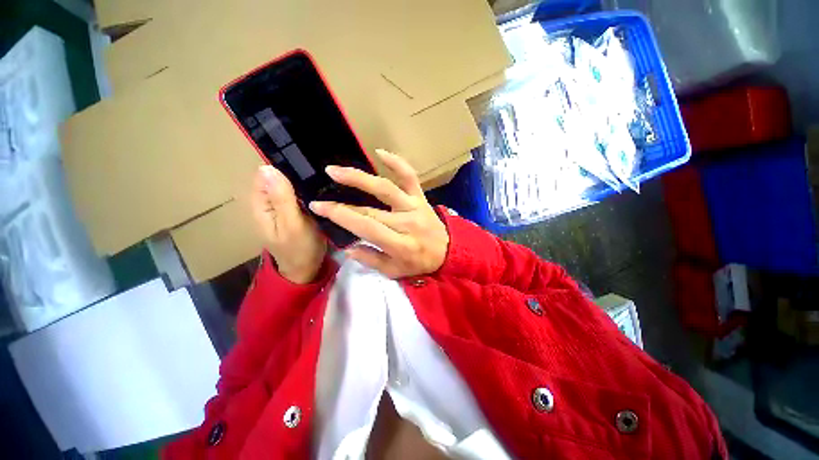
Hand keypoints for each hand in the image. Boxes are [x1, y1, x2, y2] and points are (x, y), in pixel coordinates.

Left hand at [252, 165, 326, 283]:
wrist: (306, 268)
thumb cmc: (298, 249)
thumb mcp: (291, 225)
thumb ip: (281, 198)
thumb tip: (267, 167)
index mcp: (261, 204)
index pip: (266, 173)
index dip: (283, 166)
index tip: (305, 165)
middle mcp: (269, 201)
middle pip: (279, 176)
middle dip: (296, 172)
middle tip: (319, 173)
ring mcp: (282, 206)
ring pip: (290, 184)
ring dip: (304, 180)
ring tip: (323, 178)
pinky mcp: (295, 209)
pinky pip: (299, 193)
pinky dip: (308, 189)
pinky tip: (321, 188)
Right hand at [309, 149, 448, 278]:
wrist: (448, 252)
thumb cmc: (419, 263)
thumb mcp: (394, 272)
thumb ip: (371, 260)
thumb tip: (348, 247)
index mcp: (400, 245)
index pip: (366, 227)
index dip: (341, 217)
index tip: (319, 208)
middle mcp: (407, 223)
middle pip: (371, 210)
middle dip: (342, 204)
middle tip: (320, 198)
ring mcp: (414, 207)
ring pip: (386, 189)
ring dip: (359, 178)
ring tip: (335, 170)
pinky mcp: (421, 197)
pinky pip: (410, 177)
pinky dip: (397, 163)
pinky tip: (379, 152)